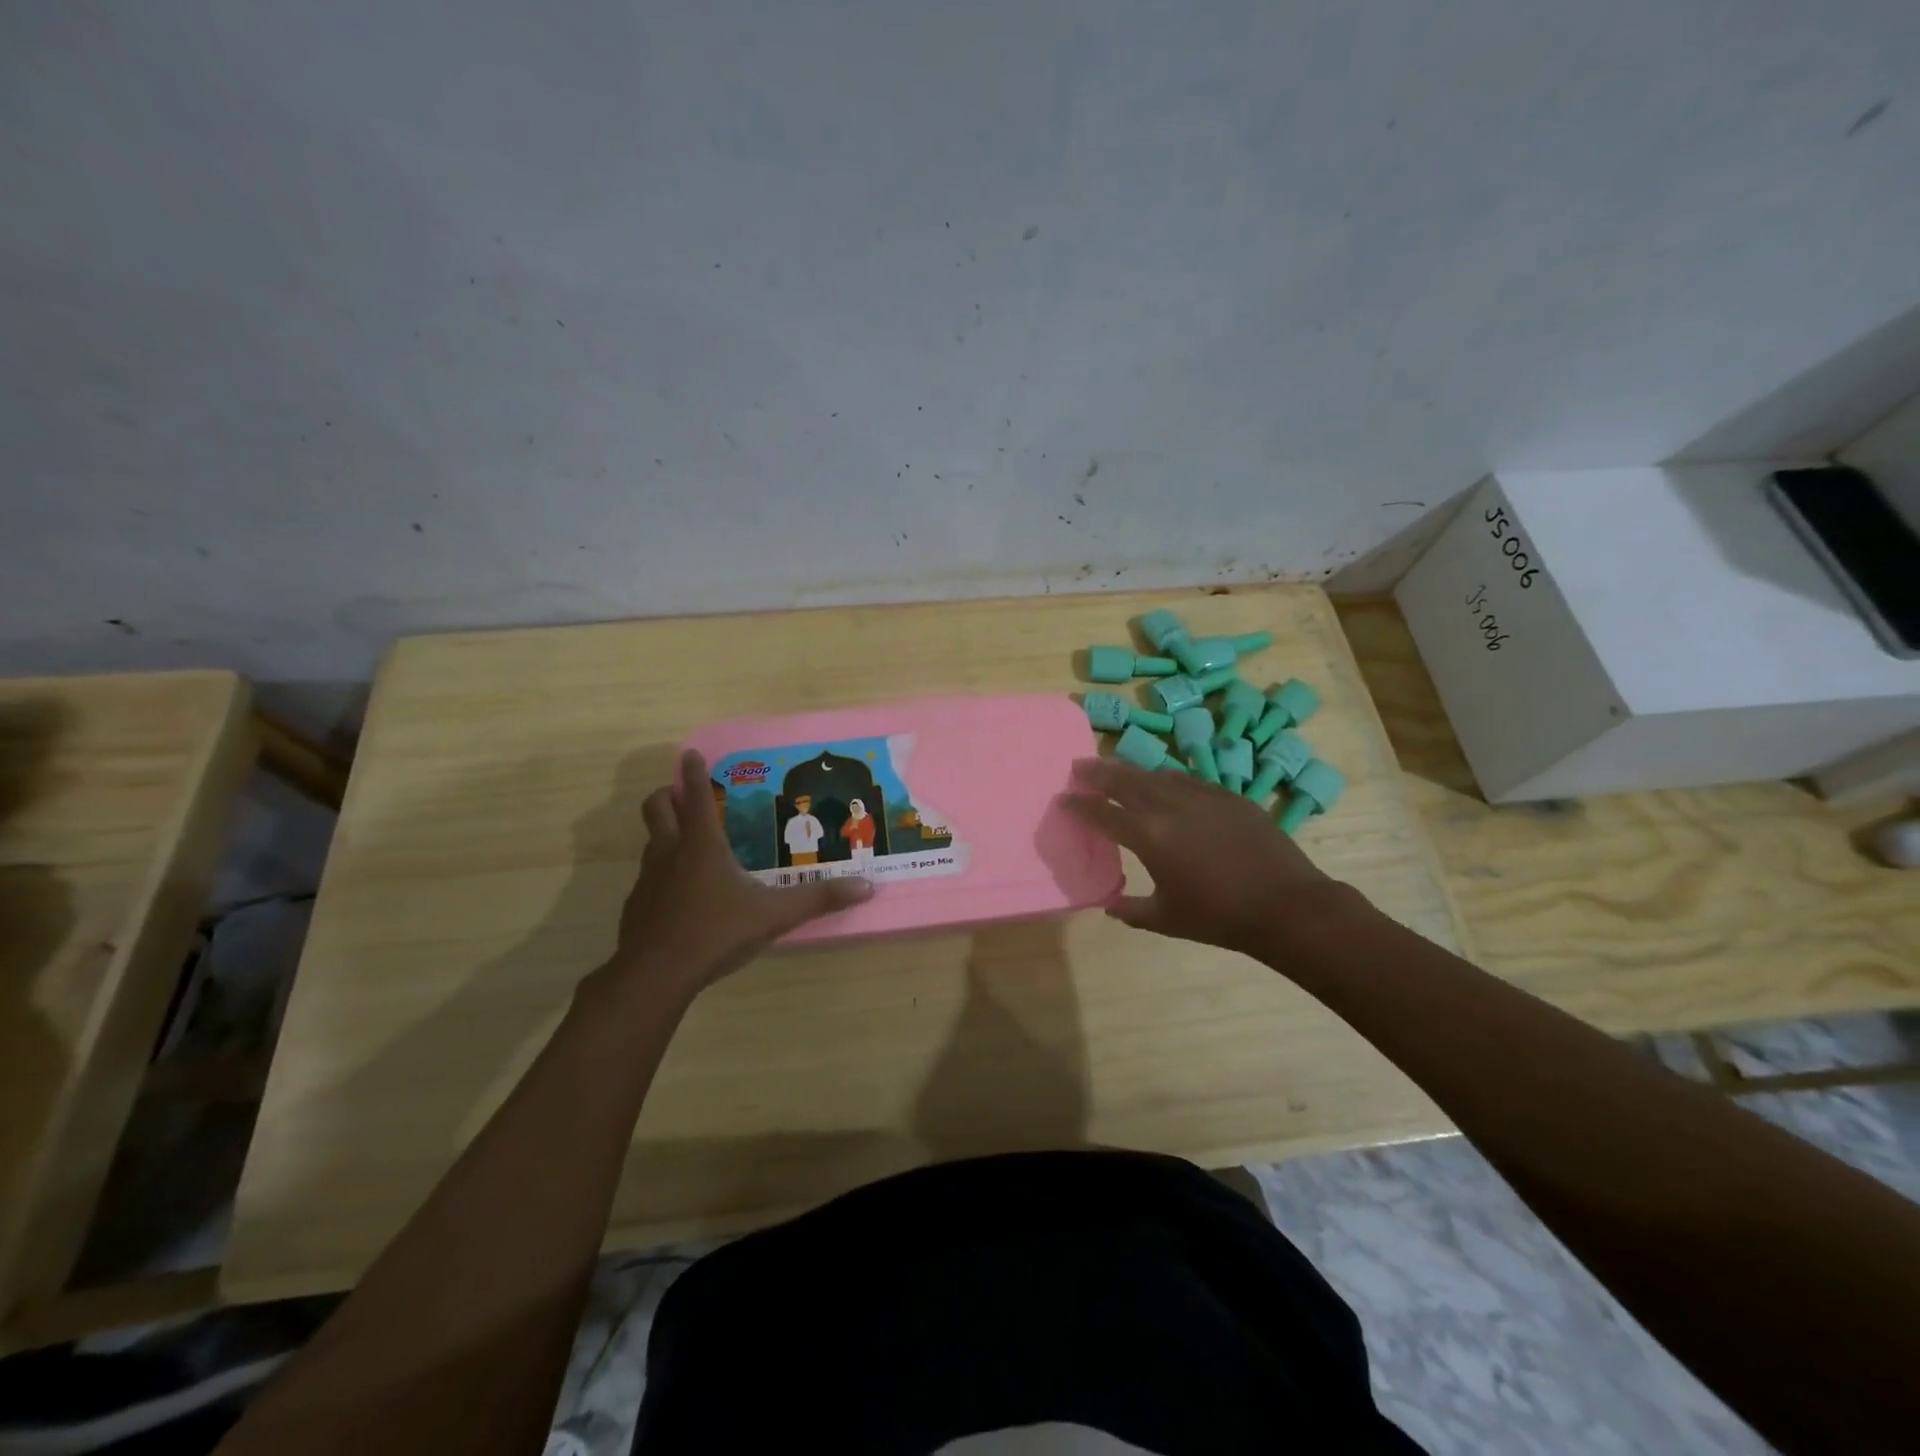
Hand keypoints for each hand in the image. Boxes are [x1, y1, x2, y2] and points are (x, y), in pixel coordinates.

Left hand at [604, 749, 872, 993]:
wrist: (655, 975)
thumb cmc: (715, 933)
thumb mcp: (774, 915)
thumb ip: (819, 899)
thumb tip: (866, 887)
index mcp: (702, 845)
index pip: (698, 796)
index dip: (695, 772)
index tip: (691, 754)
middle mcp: (670, 852)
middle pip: (657, 807)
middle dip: (669, 794)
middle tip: (687, 796)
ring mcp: (648, 878)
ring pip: (651, 840)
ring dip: (666, 832)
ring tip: (692, 844)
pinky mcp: (637, 905)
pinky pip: (649, 875)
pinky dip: (663, 872)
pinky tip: (683, 895)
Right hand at [1064, 756, 1339, 958]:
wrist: (1286, 905)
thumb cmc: (1219, 917)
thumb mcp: (1167, 920)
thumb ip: (1132, 911)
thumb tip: (1111, 906)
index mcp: (1148, 836)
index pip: (1102, 814)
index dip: (1079, 806)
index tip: (1063, 800)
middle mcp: (1169, 806)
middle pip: (1124, 780)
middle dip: (1097, 773)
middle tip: (1079, 766)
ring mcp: (1201, 795)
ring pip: (1156, 774)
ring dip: (1130, 771)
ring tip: (1116, 770)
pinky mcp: (1227, 795)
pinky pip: (1187, 779)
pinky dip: (1166, 778)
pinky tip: (1164, 782)